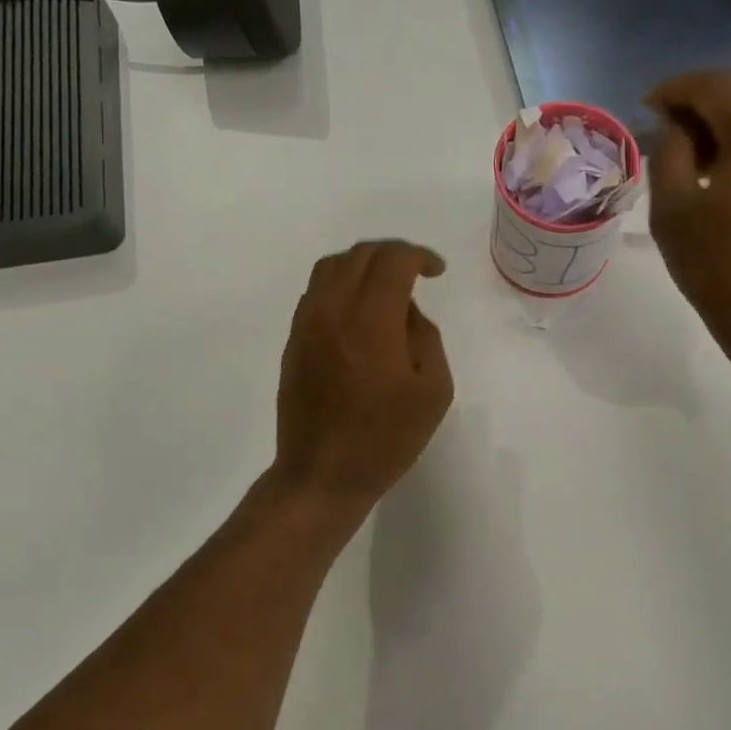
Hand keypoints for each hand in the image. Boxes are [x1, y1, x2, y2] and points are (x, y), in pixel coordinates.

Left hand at [272, 240, 454, 514]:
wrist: (322, 474)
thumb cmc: (385, 439)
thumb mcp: (433, 391)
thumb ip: (425, 337)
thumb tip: (405, 311)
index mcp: (371, 321)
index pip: (392, 260)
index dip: (418, 256)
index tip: (436, 272)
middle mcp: (332, 311)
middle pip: (359, 255)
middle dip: (392, 255)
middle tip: (415, 274)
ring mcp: (306, 325)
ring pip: (331, 268)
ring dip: (362, 266)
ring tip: (385, 288)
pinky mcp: (293, 342)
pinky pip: (316, 293)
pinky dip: (341, 286)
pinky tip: (359, 313)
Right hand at [646, 70, 730, 390]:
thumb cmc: (717, 267)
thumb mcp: (672, 210)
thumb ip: (669, 152)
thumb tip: (675, 124)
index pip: (713, 86)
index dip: (675, 90)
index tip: (647, 106)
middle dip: (705, 93)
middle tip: (670, 121)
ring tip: (697, 145)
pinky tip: (730, 162)